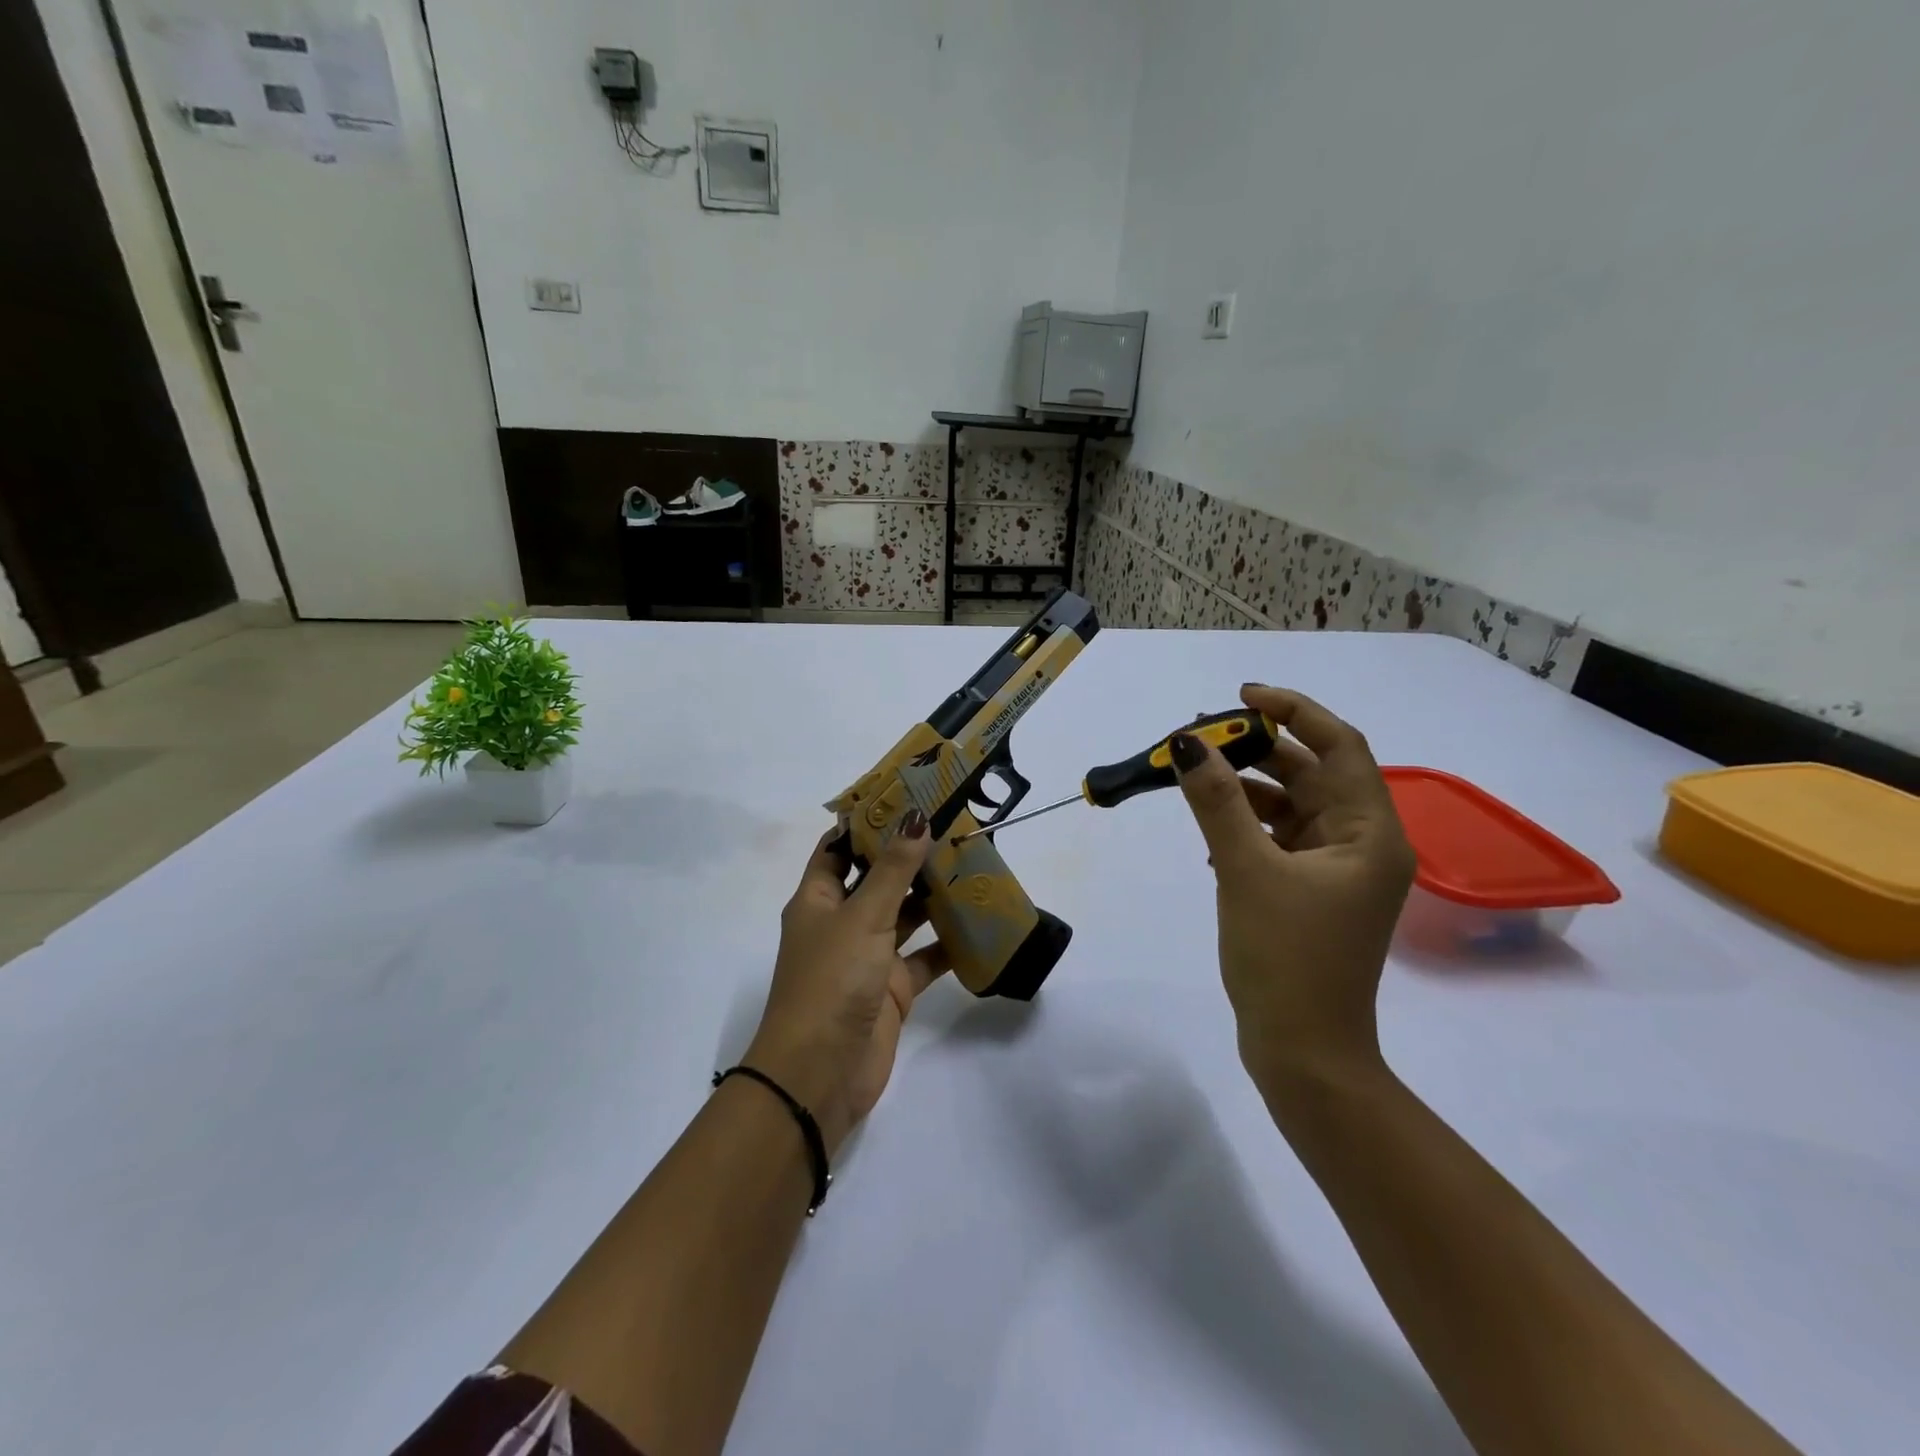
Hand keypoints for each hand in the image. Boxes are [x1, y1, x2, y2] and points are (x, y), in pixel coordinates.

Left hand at [745, 811, 949, 1154]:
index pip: (839, 849)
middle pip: (877, 880)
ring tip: (973, 866)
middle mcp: (841, 924)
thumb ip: (893, 870)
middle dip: (910, 857)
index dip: (867, 824)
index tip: (906, 798)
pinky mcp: (893, 990)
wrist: (820, 1075)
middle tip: (954, 828)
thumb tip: (916, 818)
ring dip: (933, 897)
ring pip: (905, 917)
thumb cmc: (831, 981)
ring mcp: (868, 958)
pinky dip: (948, 945)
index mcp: (818, 900)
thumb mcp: (861, 917)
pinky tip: (980, 925)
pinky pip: (924, 958)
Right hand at [1171, 683, 1415, 1097]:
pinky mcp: (1310, 892)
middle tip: (1201, 736)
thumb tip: (1189, 743)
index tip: (1241, 696)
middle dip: (1258, 750)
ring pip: (1291, 806)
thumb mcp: (1246, 870)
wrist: (1303, 1051)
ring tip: (1195, 775)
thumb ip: (1217, 801)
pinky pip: (1279, 839)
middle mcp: (1362, 844)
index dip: (1293, 711)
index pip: (1339, 746)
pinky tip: (1209, 830)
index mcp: (1370, 833)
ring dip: (1247, 788)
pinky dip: (1246, 825)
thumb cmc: (1286, 958)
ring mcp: (1337, 871)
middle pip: (1311, 774)